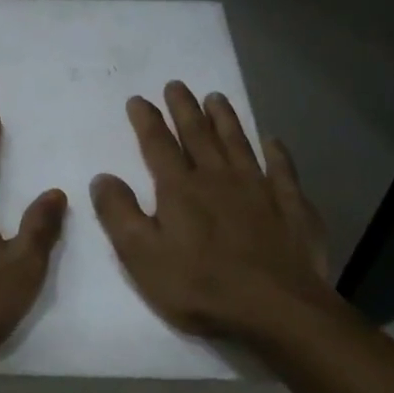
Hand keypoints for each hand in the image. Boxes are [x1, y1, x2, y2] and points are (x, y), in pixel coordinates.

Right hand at [90, 81, 335, 349]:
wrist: (275, 307)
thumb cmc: (200, 286)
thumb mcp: (142, 256)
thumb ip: (119, 215)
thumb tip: (103, 177)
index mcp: (180, 190)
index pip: (158, 145)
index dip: (147, 120)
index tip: (138, 100)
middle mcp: (218, 178)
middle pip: (198, 135)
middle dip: (185, 109)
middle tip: (177, 85)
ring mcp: (259, 188)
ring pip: (238, 143)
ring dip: (225, 119)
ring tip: (216, 97)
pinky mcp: (290, 205)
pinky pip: (282, 169)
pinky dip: (276, 151)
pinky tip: (272, 140)